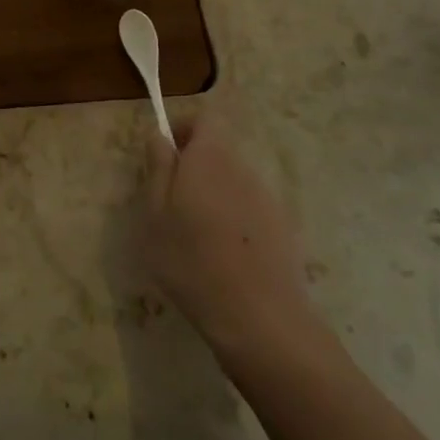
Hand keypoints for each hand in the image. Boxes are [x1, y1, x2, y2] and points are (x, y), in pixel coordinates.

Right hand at [140, 112, 323, 356]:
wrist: (261, 321)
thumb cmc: (192, 261)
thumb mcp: (155, 214)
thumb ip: (158, 168)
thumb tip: (159, 135)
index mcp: (211, 158)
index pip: (206, 118)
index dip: (184, 129)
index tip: (165, 156)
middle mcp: (244, 169)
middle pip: (219, 151)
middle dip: (194, 168)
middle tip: (170, 205)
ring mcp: (268, 199)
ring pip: (233, 182)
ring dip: (214, 196)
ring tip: (195, 237)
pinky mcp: (285, 230)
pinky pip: (250, 210)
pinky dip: (234, 222)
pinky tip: (223, 259)